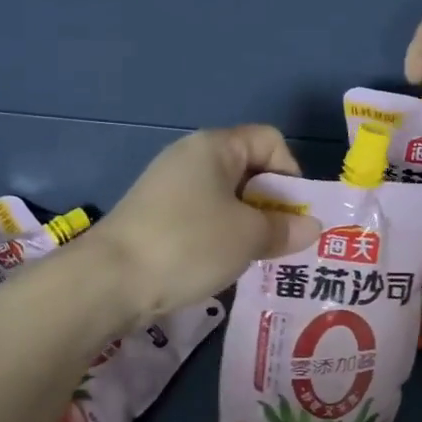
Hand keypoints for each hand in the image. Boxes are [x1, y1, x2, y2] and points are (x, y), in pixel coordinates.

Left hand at [93, 126, 320, 321]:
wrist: (109, 280)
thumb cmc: (189, 244)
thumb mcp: (248, 237)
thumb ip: (284, 229)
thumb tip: (311, 227)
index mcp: (215, 147)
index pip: (270, 141)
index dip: (291, 173)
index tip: (293, 214)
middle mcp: (190, 157)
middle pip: (248, 169)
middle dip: (272, 204)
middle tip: (282, 243)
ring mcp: (168, 187)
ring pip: (226, 199)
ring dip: (247, 225)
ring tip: (256, 258)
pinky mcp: (154, 217)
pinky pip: (202, 218)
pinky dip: (219, 237)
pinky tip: (222, 266)